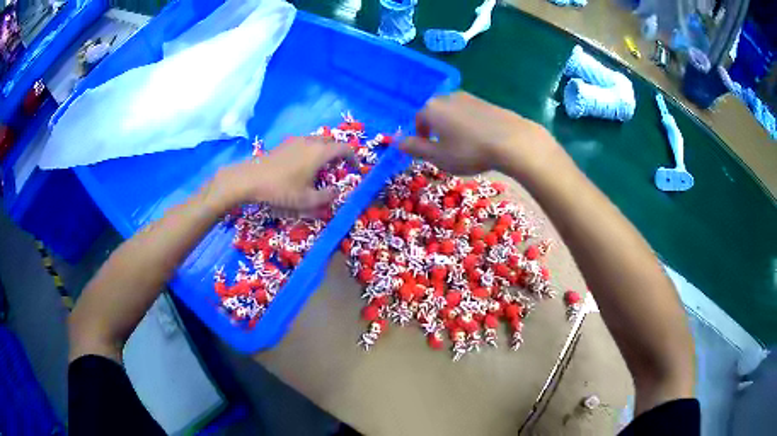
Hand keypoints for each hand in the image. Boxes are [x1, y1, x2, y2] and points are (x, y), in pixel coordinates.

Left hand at [207, 137, 355, 214]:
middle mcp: (311, 141)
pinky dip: (312, 150)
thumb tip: (336, 191)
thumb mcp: (307, 200)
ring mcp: (296, 140)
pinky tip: (304, 165)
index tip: (356, 169)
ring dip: (325, 150)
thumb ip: (326, 197)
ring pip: (318, 140)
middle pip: (332, 141)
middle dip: (339, 152)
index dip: (354, 158)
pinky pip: (306, 142)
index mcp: (320, 152)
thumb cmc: (281, 190)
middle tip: (340, 167)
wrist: (250, 179)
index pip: (345, 148)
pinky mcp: (285, 143)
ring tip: (323, 167)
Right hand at [398, 92, 556, 175]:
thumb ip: (415, 148)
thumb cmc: (469, 151)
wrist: (511, 140)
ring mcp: (468, 97)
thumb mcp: (438, 156)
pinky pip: (469, 112)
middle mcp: (447, 97)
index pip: (418, 120)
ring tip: (463, 144)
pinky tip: (479, 138)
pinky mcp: (485, 101)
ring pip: (452, 112)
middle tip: (445, 148)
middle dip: (436, 129)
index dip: (420, 136)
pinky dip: (468, 123)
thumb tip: (398, 142)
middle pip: (435, 112)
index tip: (428, 151)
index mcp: (431, 109)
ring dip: (452, 126)